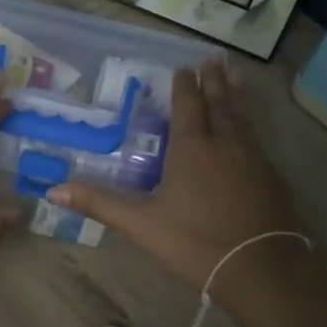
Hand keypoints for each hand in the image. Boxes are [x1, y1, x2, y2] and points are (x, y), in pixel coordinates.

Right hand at [49, 60, 317, 305]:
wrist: (262, 270)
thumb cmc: (196, 242)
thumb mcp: (141, 224)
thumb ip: (100, 204)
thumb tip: (54, 190)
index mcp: (192, 147)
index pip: (187, 105)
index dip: (185, 85)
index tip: (183, 67)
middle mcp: (225, 143)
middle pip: (219, 102)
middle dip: (214, 79)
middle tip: (214, 57)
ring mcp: (253, 158)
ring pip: (242, 117)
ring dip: (235, 94)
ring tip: (235, 75)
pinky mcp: (272, 177)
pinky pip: (256, 138)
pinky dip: (249, 123)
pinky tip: (249, 131)